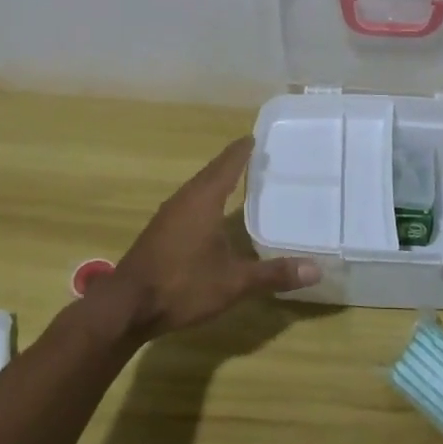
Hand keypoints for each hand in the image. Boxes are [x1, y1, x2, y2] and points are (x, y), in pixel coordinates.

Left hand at [95, 137, 319, 342]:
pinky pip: (188, 202)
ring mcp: (168, 214)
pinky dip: (205, 198)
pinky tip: (212, 214)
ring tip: (238, 179)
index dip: (243, 150)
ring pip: (198, 187)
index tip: (257, 137)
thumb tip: (316, 269)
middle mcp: (185, 198)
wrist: (126, 307)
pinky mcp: (159, 231)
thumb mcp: (234, 283)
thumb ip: (273, 274)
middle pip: (212, 172)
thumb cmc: (182, 285)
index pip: (228, 163)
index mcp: (204, 199)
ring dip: (217, 180)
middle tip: (256, 155)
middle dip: (233, 162)